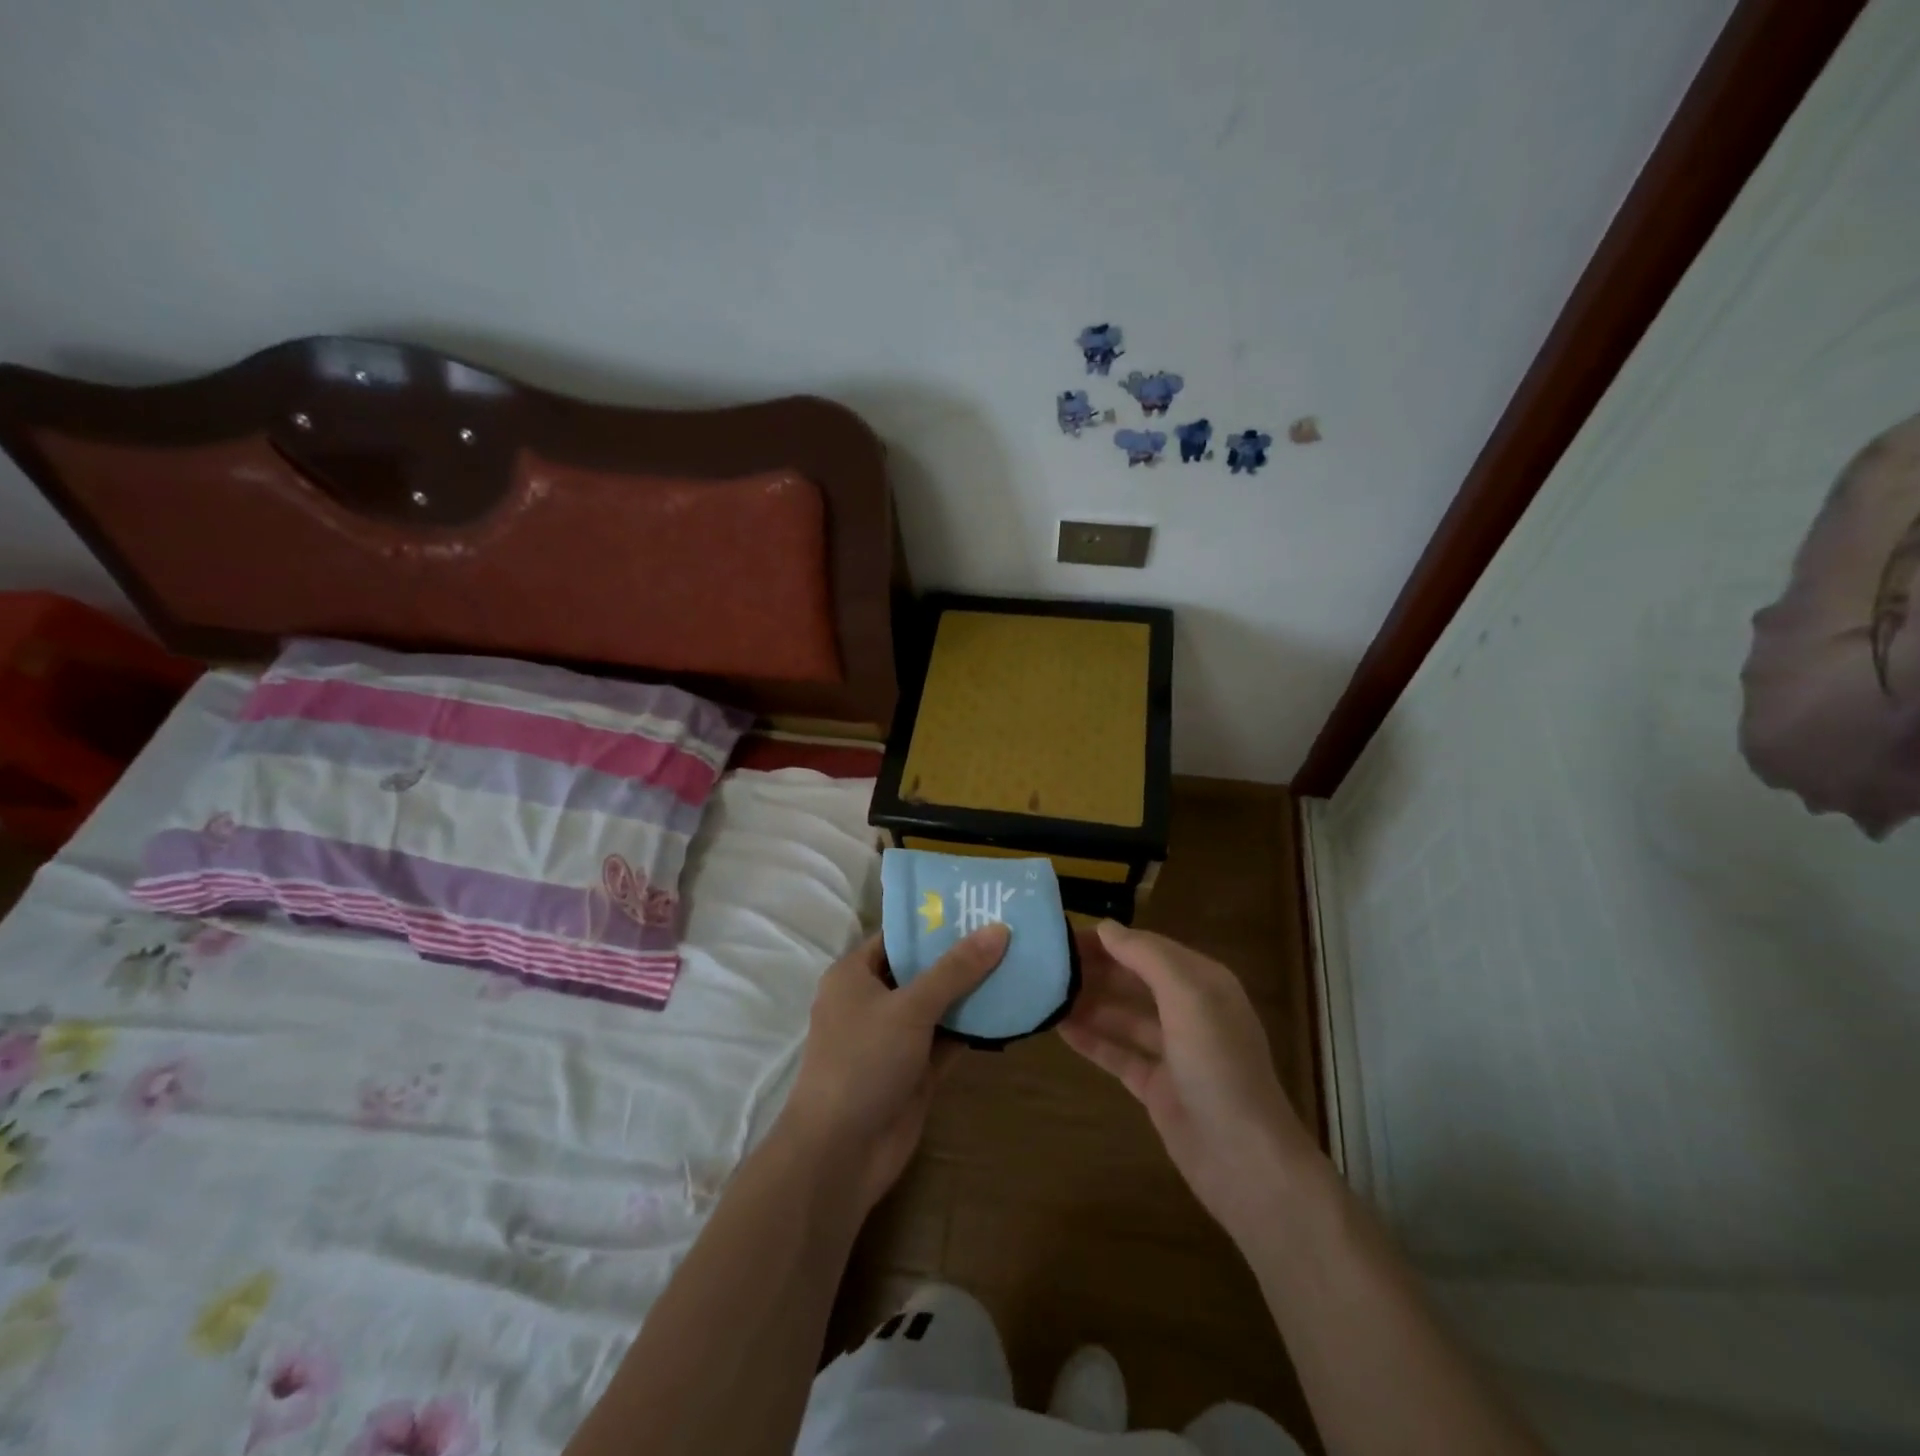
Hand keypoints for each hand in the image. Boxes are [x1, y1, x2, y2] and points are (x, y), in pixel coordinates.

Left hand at [779, 925, 1008, 1212]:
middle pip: (922, 968)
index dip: (934, 920)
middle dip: (961, 954)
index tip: (977, 905)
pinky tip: (1010, 1008)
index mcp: (855, 974)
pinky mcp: (915, 1070)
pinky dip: (974, 1026)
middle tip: (1008, 930)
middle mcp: (873, 1000)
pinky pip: (948, 1038)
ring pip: (939, 1004)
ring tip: (1018, 961)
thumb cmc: (863, 1061)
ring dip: (972, 990)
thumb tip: (998, 929)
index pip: (897, 935)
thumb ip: (955, 969)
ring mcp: (894, 1037)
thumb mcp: (910, 1007)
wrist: (841, 1153)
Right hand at [1060, 921, 1317, 1239]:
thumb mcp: (1187, 996)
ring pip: (1123, 1016)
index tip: (1064, 934)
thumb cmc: (1218, 1065)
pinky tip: (1059, 1029)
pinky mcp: (1157, 1087)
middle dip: (1096, 969)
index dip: (1110, 940)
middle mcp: (1190, 1011)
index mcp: (1204, 983)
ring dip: (1088, 1003)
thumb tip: (1106, 926)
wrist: (1244, 1160)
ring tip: (1045, 992)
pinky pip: (1118, 1053)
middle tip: (1046, 963)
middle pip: (1135, 980)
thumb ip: (1147, 957)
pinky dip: (1091, 1040)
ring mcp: (1173, 1052)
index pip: (1149, 948)